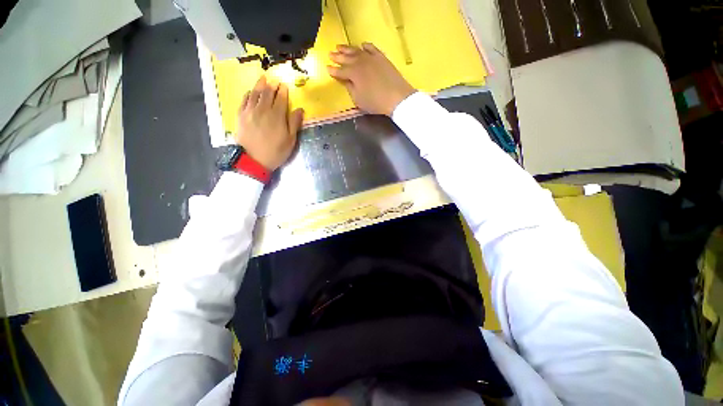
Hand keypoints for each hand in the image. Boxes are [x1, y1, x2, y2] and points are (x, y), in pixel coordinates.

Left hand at [235, 76, 304, 170]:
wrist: (253, 159)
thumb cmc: (275, 151)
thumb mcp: (290, 140)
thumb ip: (294, 123)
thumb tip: (300, 109)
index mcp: (277, 115)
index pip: (281, 99)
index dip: (283, 91)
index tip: (285, 85)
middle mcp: (263, 109)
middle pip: (268, 93)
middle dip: (272, 85)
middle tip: (274, 80)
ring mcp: (250, 111)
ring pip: (255, 93)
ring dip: (260, 85)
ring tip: (263, 78)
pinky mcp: (241, 115)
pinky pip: (244, 100)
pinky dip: (248, 93)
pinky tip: (251, 91)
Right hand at [327, 43, 415, 115]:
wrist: (397, 97)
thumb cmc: (375, 102)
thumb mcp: (359, 100)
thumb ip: (350, 88)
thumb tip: (346, 81)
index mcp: (353, 73)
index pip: (340, 71)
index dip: (333, 70)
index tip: (327, 68)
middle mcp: (360, 62)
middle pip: (346, 58)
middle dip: (337, 56)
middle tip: (330, 54)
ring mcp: (371, 58)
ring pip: (357, 50)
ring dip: (347, 48)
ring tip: (340, 46)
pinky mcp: (381, 57)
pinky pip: (371, 48)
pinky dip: (365, 46)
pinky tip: (362, 45)